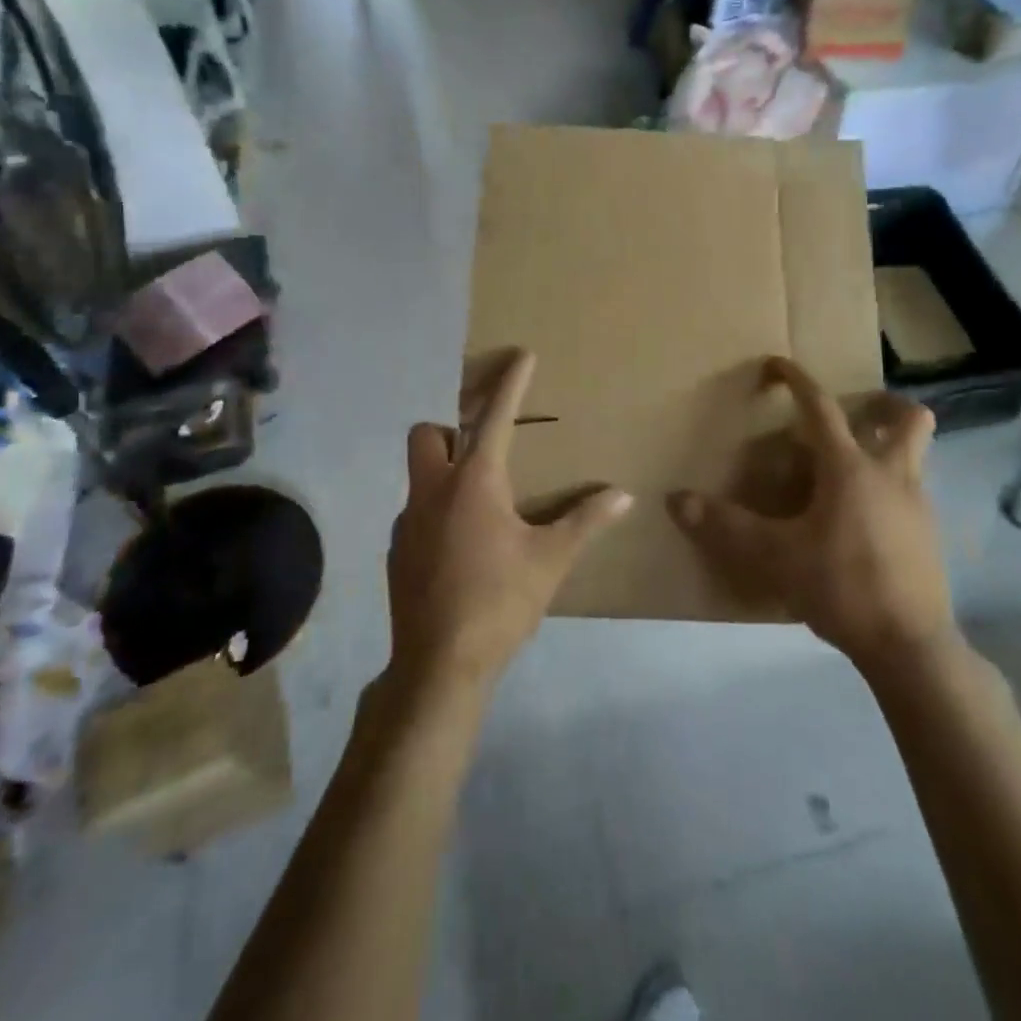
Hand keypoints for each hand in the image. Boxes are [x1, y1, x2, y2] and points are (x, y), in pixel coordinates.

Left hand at [388, 349, 631, 693]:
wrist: (439, 664)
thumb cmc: (500, 601)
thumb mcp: (551, 560)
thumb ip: (586, 521)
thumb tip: (624, 496)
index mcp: (475, 482)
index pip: (495, 418)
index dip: (510, 383)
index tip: (520, 355)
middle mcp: (433, 490)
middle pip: (427, 433)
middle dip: (451, 429)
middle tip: (483, 453)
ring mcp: (407, 521)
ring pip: (418, 474)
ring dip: (444, 474)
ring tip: (479, 507)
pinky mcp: (396, 550)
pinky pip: (415, 512)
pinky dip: (435, 513)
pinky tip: (459, 547)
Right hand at [668, 358, 953, 666]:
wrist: (910, 646)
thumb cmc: (842, 587)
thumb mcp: (774, 557)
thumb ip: (725, 527)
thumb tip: (675, 500)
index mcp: (850, 468)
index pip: (821, 408)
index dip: (797, 381)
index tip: (778, 363)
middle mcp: (892, 474)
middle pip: (907, 419)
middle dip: (885, 404)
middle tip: (858, 410)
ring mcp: (918, 505)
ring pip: (916, 455)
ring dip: (892, 445)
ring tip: (854, 466)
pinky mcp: (929, 536)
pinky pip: (913, 492)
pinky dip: (891, 488)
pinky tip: (864, 518)